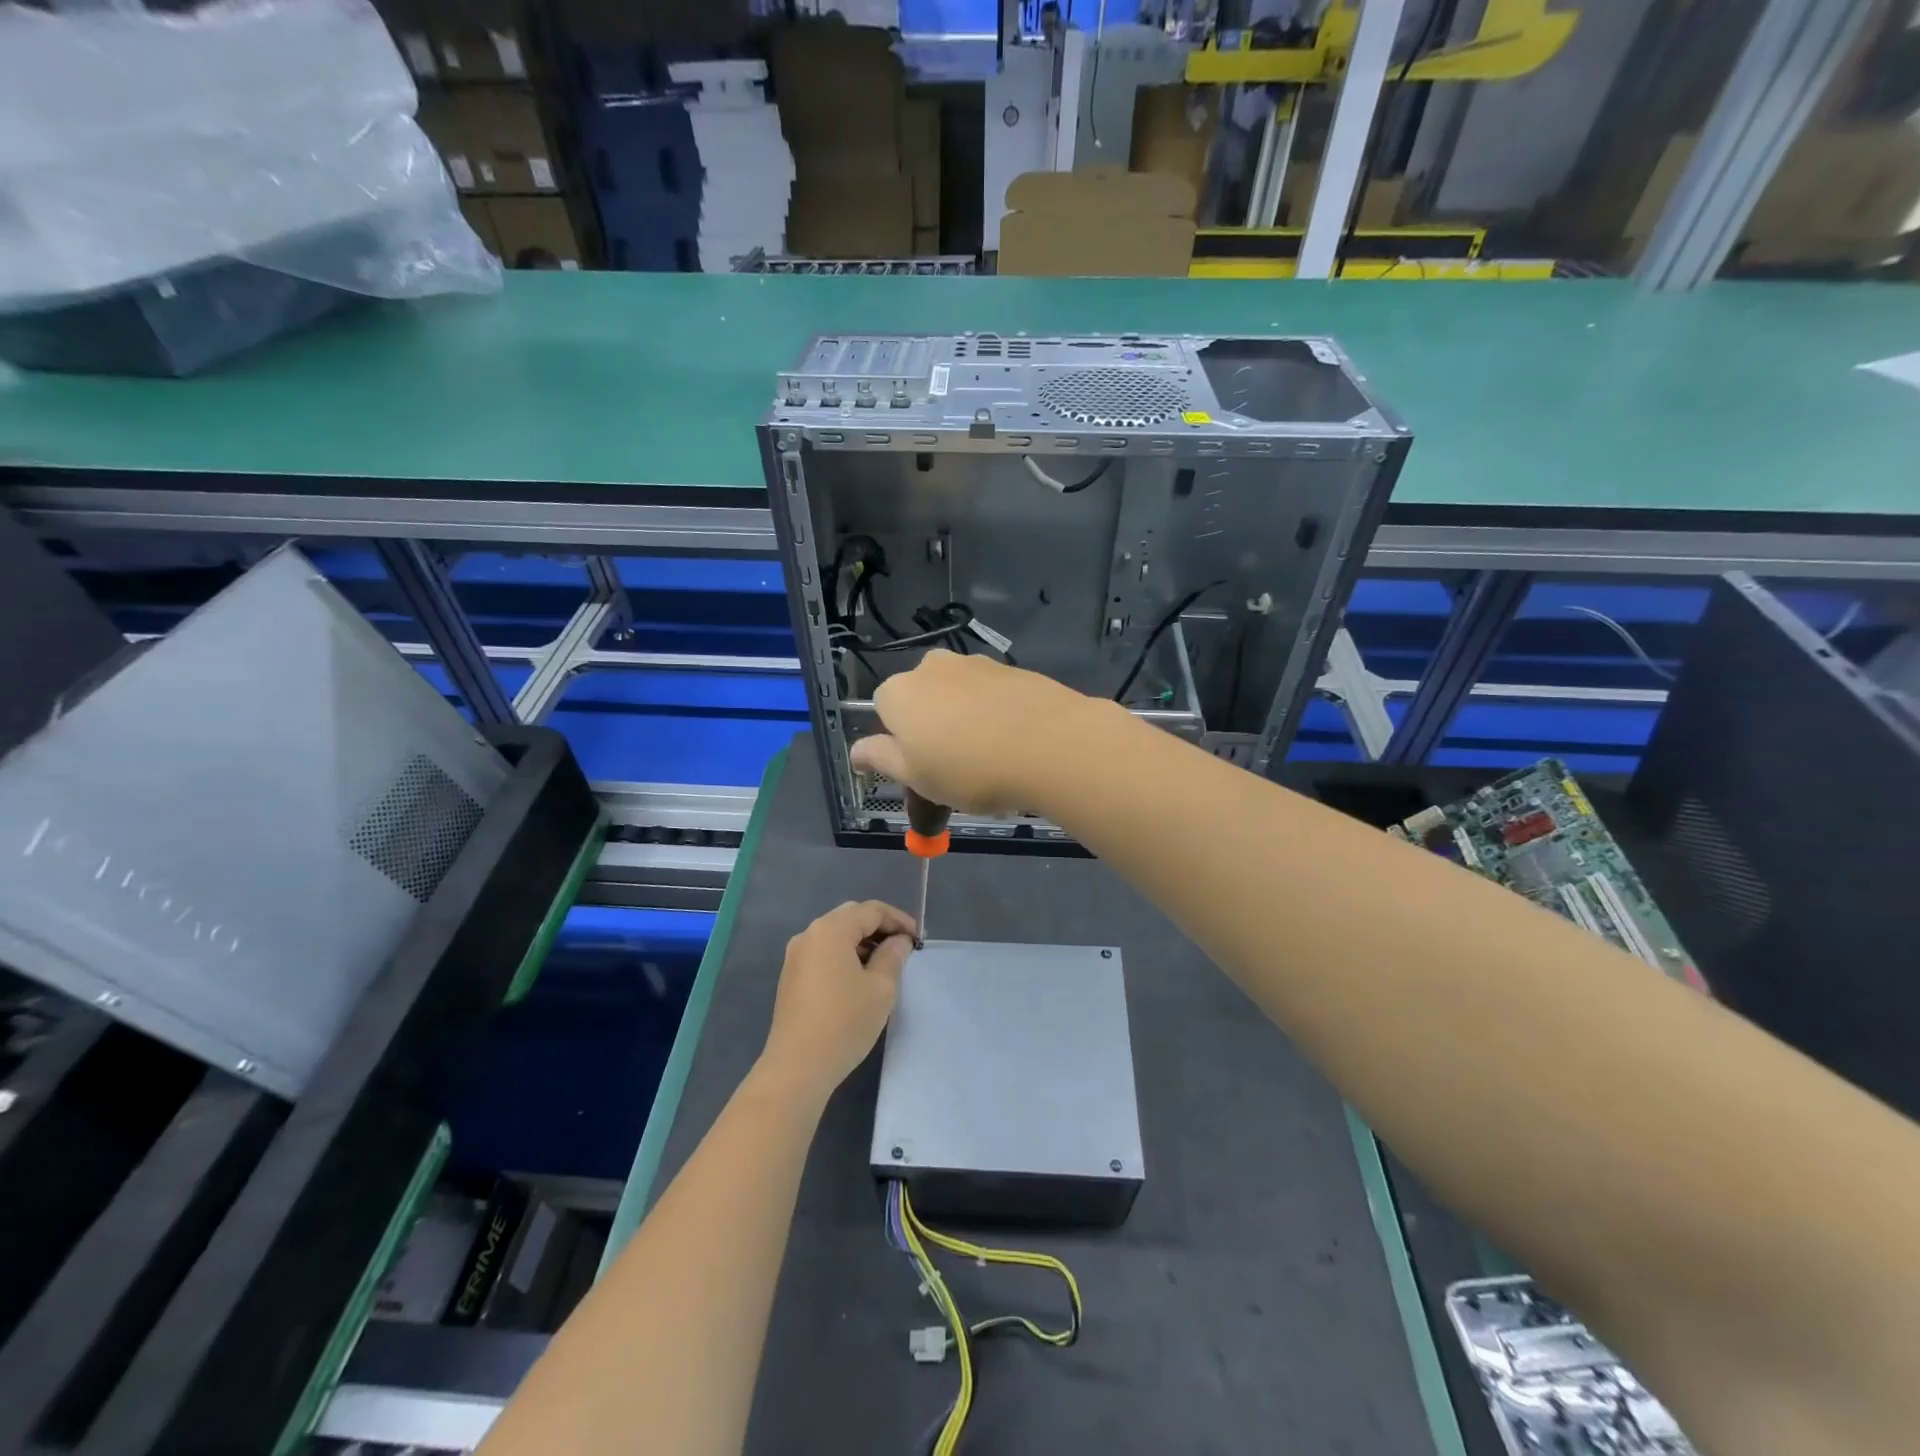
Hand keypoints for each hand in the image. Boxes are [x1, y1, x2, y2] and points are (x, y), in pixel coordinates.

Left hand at [760, 901, 915, 1099]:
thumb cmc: (844, 1022)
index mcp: (830, 930)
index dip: (898, 920)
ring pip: (835, 936)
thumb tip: (899, 941)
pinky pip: (823, 953)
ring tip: (885, 963)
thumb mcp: (881, 988)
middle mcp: (809, 934)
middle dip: (879, 928)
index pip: (871, 911)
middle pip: (850, 917)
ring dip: (861, 942)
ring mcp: (796, 956)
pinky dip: (844, 956)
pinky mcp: (791, 977)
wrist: (798, 1066)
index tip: (917, 938)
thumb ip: (893, 956)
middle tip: (902, 946)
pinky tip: (859, 977)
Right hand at [849, 649, 1101, 816]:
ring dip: (964, 718)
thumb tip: (856, 750)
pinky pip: (991, 694)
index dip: (900, 741)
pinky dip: (995, 712)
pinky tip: (1015, 741)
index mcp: (899, 692)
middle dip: (931, 726)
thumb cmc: (970, 770)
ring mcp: (976, 663)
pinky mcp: (1013, 669)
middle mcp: (932, 667)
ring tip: (990, 756)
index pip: (883, 710)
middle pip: (921, 698)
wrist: (1052, 745)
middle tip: (955, 767)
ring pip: (958, 694)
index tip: (922, 769)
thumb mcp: (916, 777)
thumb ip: (881, 758)